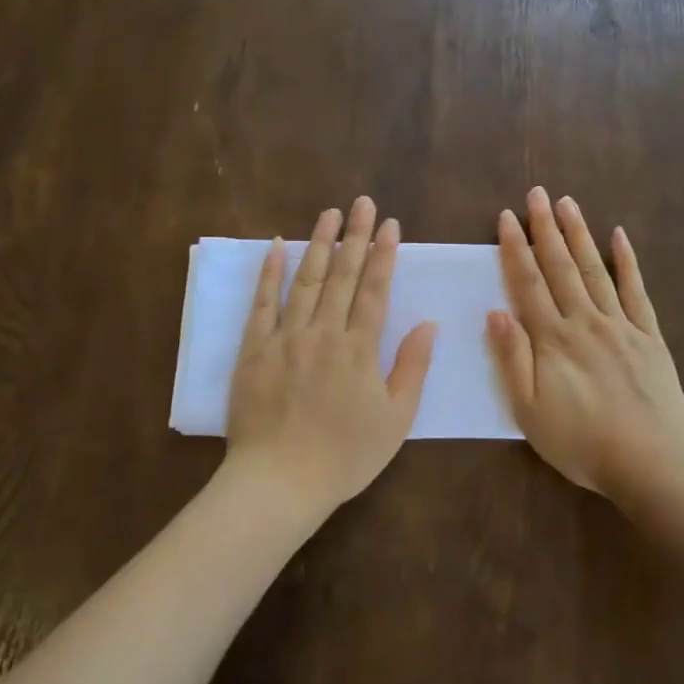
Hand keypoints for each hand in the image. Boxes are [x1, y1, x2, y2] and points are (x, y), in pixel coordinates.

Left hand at [225, 196, 437, 520]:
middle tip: (363, 202)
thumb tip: (429, 323)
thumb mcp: (395, 419)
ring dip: (320, 243)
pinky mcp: (254, 349)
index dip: (385, 255)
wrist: (280, 481)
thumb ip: (412, 367)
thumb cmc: (345, 456)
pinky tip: (278, 246)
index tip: (391, 224)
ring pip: (306, 280)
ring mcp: (286, 338)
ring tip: (330, 213)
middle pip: (343, 275)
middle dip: (356, 236)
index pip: (376, 290)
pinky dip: (270, 273)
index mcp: (359, 349)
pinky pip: (262, 303)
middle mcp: (323, 332)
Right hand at [487, 187, 683, 500]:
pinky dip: (628, 262)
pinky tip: (620, 237)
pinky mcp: (650, 337)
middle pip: (561, 267)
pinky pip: (637, 292)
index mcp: (553, 339)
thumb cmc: (580, 442)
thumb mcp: (529, 410)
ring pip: (596, 270)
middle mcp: (585, 321)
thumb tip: (496, 312)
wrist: (649, 462)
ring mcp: (621, 325)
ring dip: (580, 235)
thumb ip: (512, 359)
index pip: (528, 283)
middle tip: (537, 193)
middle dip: (546, 228)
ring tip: (568, 204)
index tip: (507, 217)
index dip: (516, 248)